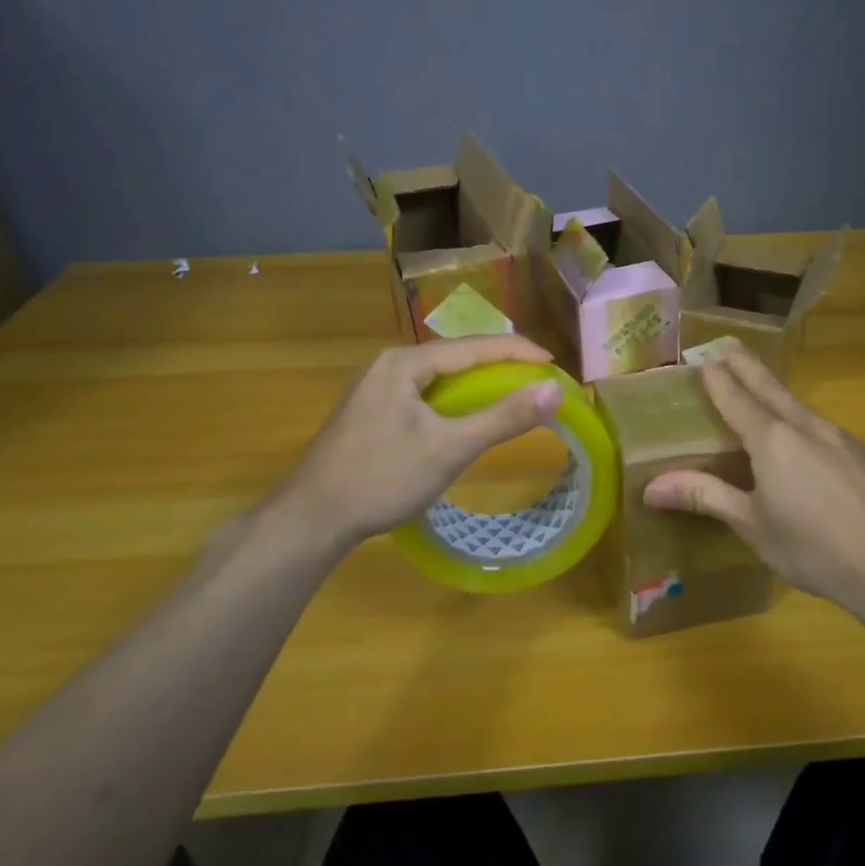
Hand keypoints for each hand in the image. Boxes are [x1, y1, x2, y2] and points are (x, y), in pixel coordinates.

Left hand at [266, 335, 561, 551]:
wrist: (310, 519)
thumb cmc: (381, 478)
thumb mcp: (449, 448)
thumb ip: (502, 417)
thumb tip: (554, 389)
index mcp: (405, 362)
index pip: (474, 346)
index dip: (518, 351)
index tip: (554, 363)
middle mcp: (389, 364)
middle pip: (457, 356)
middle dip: (500, 364)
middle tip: (537, 379)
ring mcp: (376, 387)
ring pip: (440, 376)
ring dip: (477, 383)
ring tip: (512, 393)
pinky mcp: (371, 411)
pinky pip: (425, 393)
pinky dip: (455, 400)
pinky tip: (467, 416)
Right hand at [642, 350, 864, 618]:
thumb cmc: (813, 548)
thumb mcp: (752, 525)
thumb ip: (705, 497)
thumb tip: (650, 487)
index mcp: (771, 441)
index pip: (736, 400)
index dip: (718, 379)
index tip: (704, 359)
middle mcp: (805, 427)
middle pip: (769, 388)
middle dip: (747, 366)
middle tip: (729, 345)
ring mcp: (840, 438)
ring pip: (799, 405)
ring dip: (775, 391)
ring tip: (762, 387)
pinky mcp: (864, 454)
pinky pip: (822, 427)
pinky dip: (802, 419)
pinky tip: (806, 439)